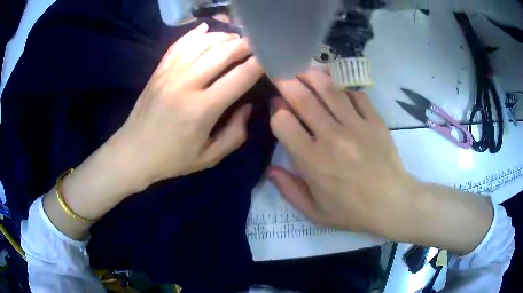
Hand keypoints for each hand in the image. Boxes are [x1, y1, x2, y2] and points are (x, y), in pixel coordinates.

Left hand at [114, 23, 263, 189]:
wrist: (133, 153)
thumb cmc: (172, 159)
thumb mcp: (209, 157)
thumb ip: (235, 134)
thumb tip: (247, 106)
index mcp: (202, 109)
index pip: (239, 77)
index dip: (259, 64)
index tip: (270, 58)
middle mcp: (186, 84)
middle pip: (222, 53)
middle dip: (244, 45)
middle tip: (255, 45)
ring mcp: (169, 74)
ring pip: (202, 43)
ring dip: (222, 37)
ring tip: (235, 39)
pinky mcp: (158, 71)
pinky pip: (179, 44)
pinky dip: (194, 34)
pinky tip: (206, 29)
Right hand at [268, 69, 415, 234]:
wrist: (392, 203)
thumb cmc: (352, 211)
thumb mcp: (315, 212)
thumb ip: (289, 190)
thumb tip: (269, 170)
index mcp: (312, 161)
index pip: (283, 123)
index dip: (276, 111)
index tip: (277, 108)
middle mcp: (331, 137)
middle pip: (303, 99)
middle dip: (287, 82)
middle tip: (281, 74)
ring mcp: (356, 125)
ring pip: (328, 90)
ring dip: (311, 75)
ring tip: (302, 69)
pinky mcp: (374, 120)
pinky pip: (356, 93)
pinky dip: (342, 82)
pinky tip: (333, 75)